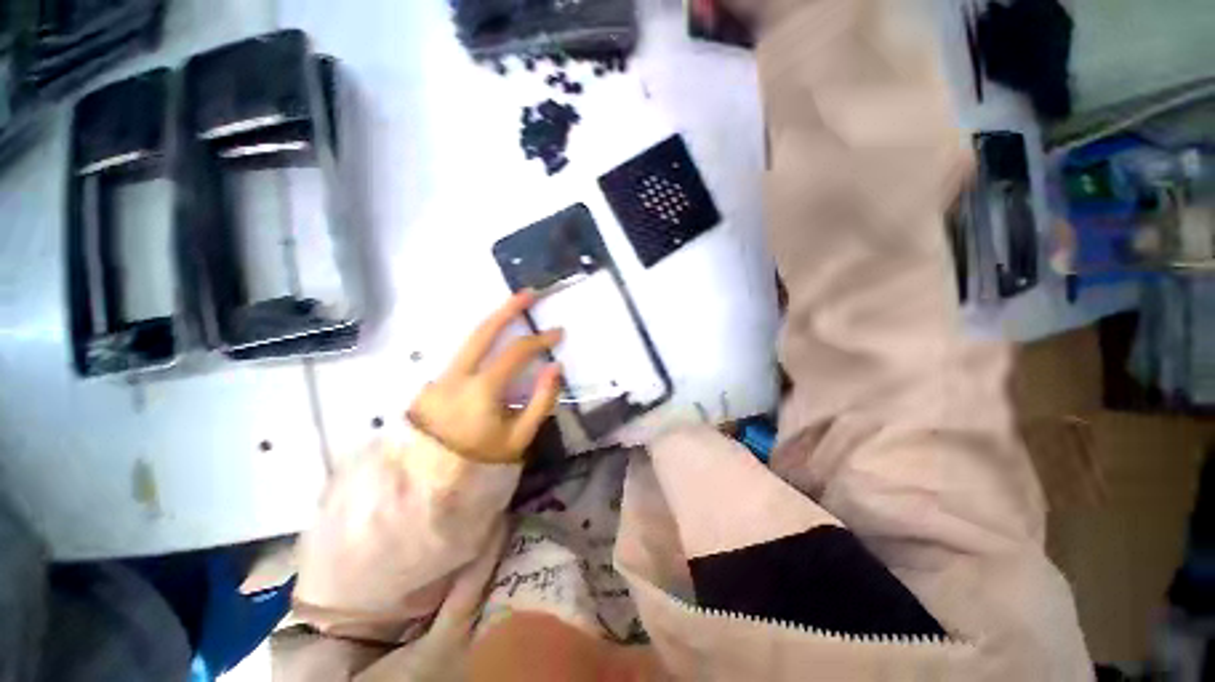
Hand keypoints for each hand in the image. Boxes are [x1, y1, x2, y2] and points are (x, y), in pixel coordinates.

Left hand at [408, 292, 562, 463]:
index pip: (515, 353)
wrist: (434, 478)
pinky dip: (482, 338)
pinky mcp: (437, 379)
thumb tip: (555, 366)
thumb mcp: (520, 436)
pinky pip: (463, 351)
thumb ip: (541, 400)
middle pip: (483, 332)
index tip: (558, 332)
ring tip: (513, 306)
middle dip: (508, 309)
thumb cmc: (482, 459)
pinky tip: (495, 334)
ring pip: (469, 338)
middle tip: (528, 293)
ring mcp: (442, 375)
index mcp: (481, 390)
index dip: (539, 339)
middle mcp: (457, 375)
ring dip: (493, 319)